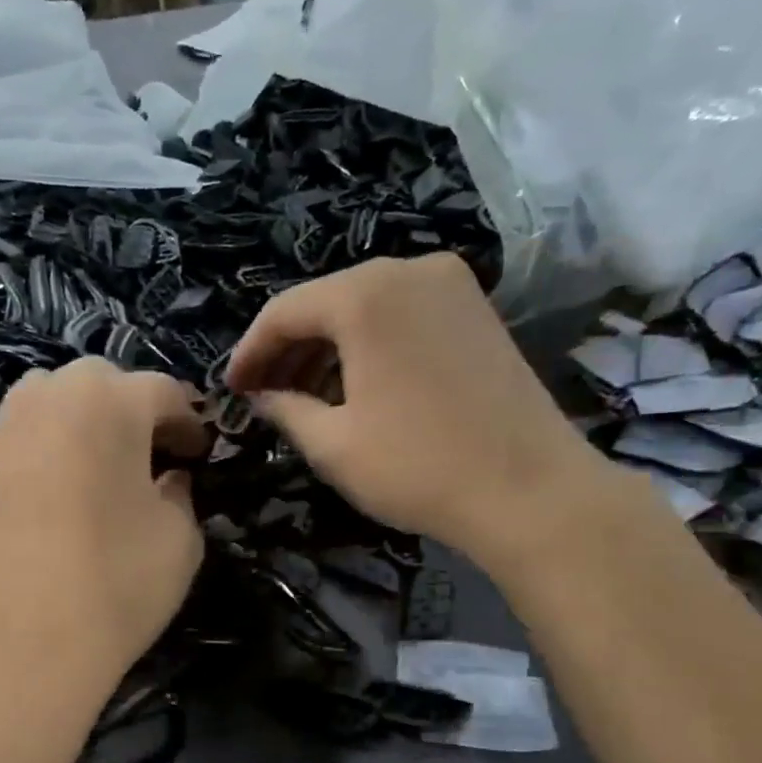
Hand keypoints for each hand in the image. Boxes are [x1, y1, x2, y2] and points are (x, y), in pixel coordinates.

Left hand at [0, 359, 208, 697]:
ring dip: (83, 415)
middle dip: (132, 407)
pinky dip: (48, 443)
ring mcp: (6, 432)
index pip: (161, 391)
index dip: (188, 420)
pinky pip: (22, 434)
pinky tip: (61, 486)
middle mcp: (50, 400)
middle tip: (151, 451)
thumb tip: (169, 478)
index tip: (198, 452)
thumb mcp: (181, 538)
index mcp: (110, 404)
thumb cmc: (118, 584)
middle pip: (100, 381)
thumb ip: (182, 493)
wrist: (27, 644)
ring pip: (50, 397)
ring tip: (101, 460)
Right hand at [226, 254, 612, 573]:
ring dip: (326, 348)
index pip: (283, 311)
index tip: (231, 390)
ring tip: (303, 398)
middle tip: (262, 395)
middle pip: (324, 302)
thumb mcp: (332, 444)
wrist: (529, 491)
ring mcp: (450, 286)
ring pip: (364, 308)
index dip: (249, 352)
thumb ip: (284, 409)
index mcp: (365, 295)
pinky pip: (400, 315)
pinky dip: (367, 345)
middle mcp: (408, 271)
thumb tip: (261, 397)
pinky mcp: (475, 311)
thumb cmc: (417, 467)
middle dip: (287, 349)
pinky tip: (354, 386)